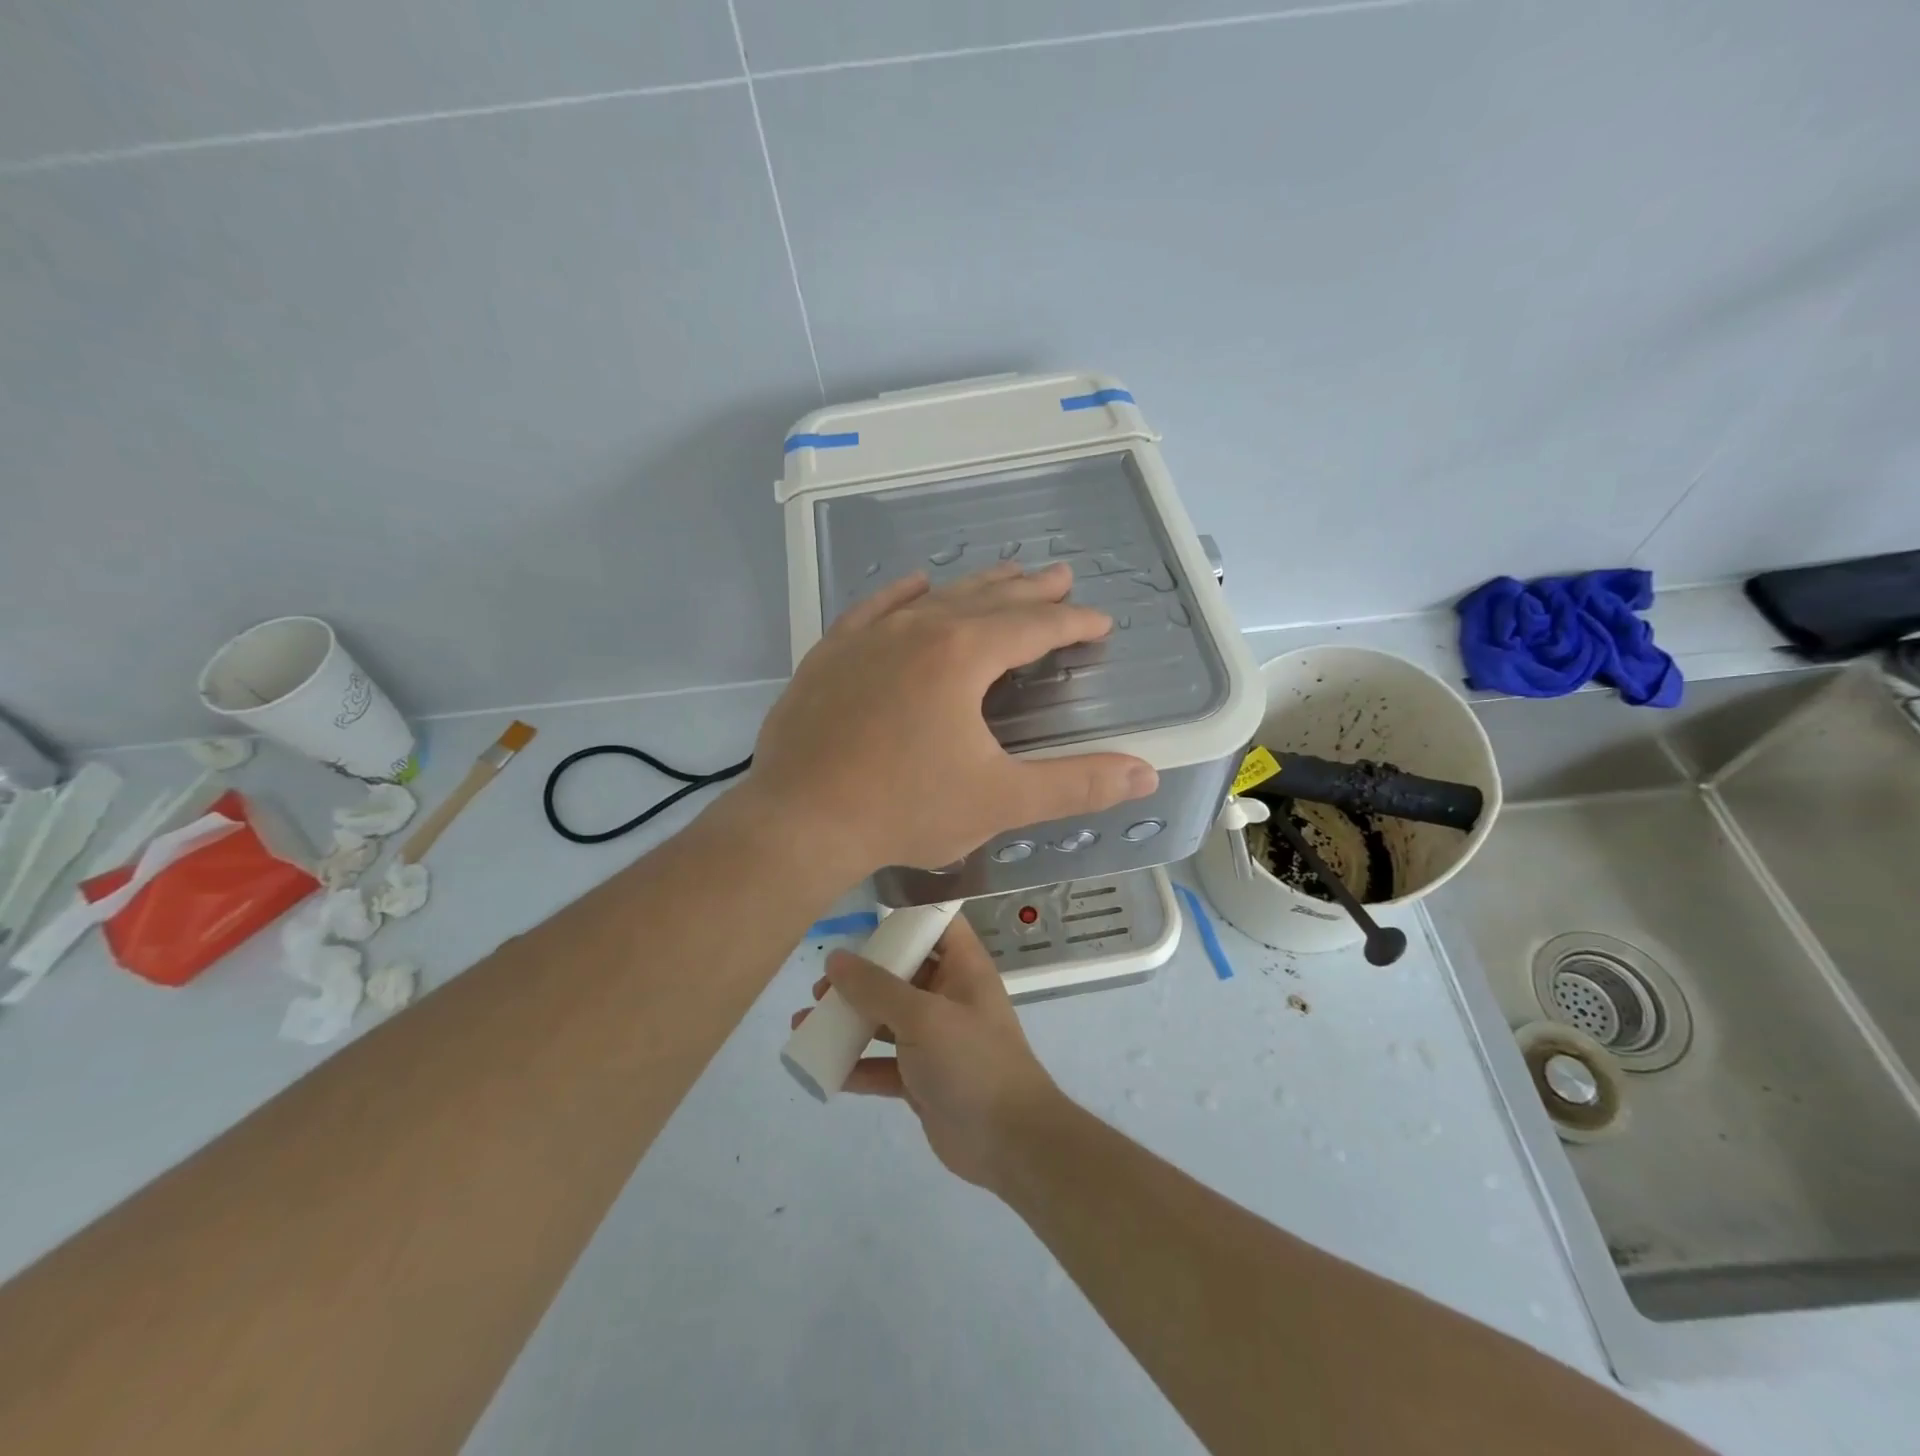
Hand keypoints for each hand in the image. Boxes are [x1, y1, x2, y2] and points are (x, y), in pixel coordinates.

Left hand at [745, 563, 1157, 883]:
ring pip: (934, 598)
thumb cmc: (905, 810)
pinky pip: (874, 609)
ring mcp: (867, 638)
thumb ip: (1077, 785)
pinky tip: (915, 584)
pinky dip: (902, 594)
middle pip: (986, 599)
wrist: (799, 822)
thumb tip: (1147, 772)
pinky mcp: (831, 655)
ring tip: (1005, 574)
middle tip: (1061, 575)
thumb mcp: (1000, 800)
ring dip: (975, 586)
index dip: (1071, 621)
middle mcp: (916, 629)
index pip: (1032, 626)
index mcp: (961, 655)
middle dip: (1030, 590)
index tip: (1099, 620)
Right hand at [791, 918, 1062, 1188]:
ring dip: (848, 1020)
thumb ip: (876, 987)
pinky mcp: (921, 1079)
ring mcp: (935, 1040)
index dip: (907, 917)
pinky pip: (882, 1064)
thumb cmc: (972, 1062)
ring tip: (805, 1023)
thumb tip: (835, 958)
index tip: (864, 920)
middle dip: (859, 977)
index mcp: (962, 969)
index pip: (938, 925)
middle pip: (901, 973)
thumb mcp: (922, 1017)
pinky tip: (823, 1068)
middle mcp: (949, 997)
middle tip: (821, 986)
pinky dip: (855, 1064)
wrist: (1009, 1143)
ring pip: (885, 1019)